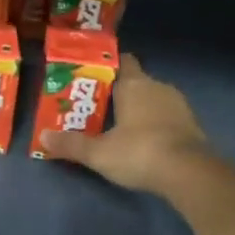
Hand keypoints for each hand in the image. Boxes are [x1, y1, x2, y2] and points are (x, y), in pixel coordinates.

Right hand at [38, 54, 212, 195]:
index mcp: (134, 84)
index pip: (123, 61)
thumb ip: (71, 144)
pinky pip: (168, 116)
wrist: (190, 173)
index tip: (92, 76)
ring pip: (154, 98)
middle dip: (120, 92)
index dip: (108, 66)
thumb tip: (43, 137)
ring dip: (141, 108)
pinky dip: (157, 123)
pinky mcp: (192, 124)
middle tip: (99, 106)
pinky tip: (145, 140)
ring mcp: (179, 105)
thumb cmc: (139, 152)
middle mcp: (158, 86)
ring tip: (120, 125)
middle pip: (136, 81)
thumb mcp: (99, 153)